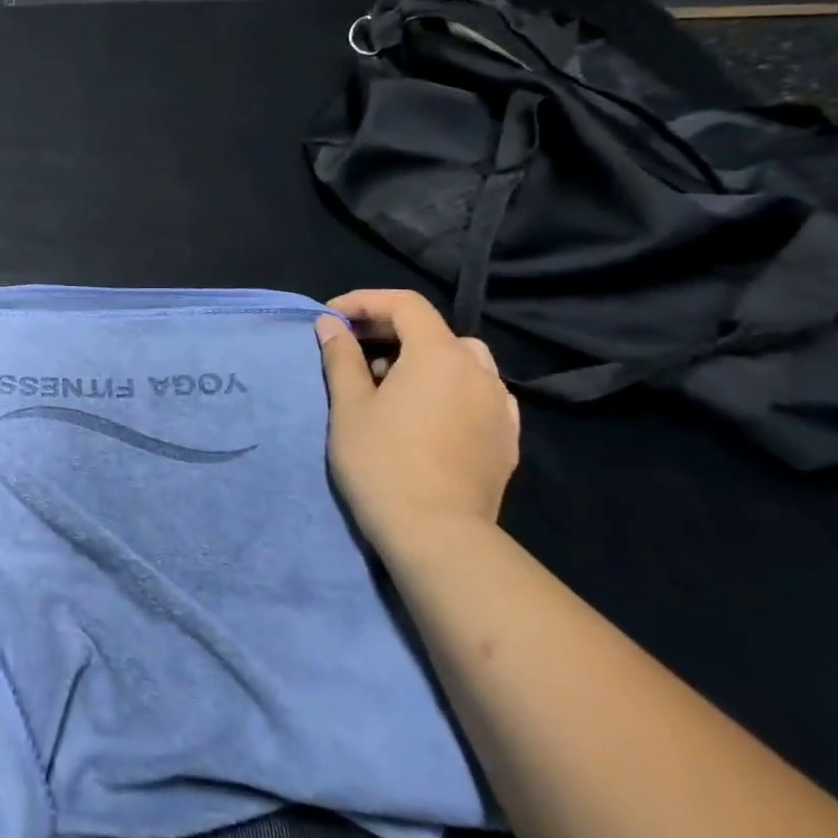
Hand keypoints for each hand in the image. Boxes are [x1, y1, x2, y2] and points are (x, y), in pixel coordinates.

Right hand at [316, 289, 520, 554]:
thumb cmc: (383, 461)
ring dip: (423, 358)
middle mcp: (478, 371)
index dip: (365, 302)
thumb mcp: (349, 405)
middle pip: (433, 330)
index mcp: (439, 355)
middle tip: (353, 350)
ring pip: (461, 360)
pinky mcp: (506, 438)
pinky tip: (427, 412)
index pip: (405, 304)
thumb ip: (341, 356)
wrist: (438, 535)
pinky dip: (449, 387)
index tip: (333, 318)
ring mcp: (500, 406)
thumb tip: (330, 323)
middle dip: (390, 330)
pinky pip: (478, 393)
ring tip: (390, 383)